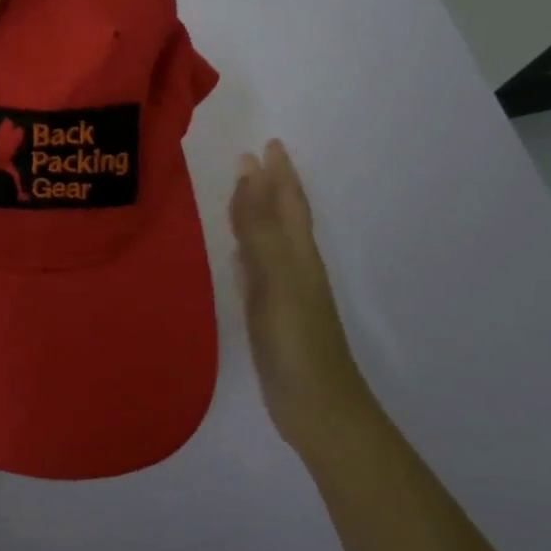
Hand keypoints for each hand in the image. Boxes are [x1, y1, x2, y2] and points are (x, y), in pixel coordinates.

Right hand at [229, 140, 367, 452]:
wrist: (316, 406)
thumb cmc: (297, 338)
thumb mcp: (278, 276)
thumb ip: (259, 227)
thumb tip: (250, 173)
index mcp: (298, 252)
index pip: (288, 202)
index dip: (280, 173)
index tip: (269, 144)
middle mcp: (293, 265)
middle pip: (281, 216)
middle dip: (268, 186)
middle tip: (250, 159)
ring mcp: (282, 291)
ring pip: (267, 239)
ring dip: (255, 213)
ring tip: (240, 192)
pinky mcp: (268, 314)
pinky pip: (255, 268)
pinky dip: (245, 251)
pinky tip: (235, 253)